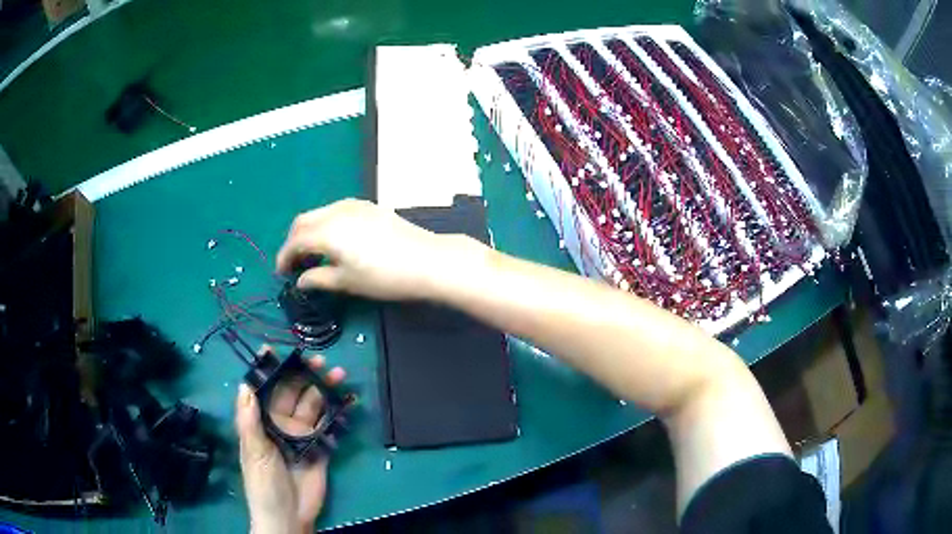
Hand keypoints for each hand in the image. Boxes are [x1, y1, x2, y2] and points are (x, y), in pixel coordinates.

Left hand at [235, 349, 345, 533]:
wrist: (289, 516)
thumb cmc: (264, 484)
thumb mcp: (253, 452)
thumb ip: (250, 421)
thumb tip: (245, 386)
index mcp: (261, 422)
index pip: (263, 391)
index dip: (267, 371)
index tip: (273, 350)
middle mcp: (281, 424)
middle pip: (292, 393)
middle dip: (303, 375)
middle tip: (319, 360)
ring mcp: (302, 436)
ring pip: (313, 406)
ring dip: (324, 389)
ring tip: (338, 374)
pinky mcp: (321, 449)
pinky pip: (330, 427)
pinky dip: (339, 413)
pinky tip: (348, 400)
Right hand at [276, 199, 483, 300]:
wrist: (427, 260)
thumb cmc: (384, 276)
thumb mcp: (347, 282)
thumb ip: (318, 278)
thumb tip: (300, 281)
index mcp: (327, 230)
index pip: (295, 241)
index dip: (284, 258)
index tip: (281, 274)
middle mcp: (336, 211)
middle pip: (303, 222)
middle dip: (293, 242)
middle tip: (294, 264)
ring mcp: (354, 205)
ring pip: (320, 213)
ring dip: (309, 231)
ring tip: (312, 254)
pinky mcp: (369, 206)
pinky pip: (336, 211)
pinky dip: (326, 224)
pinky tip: (334, 241)